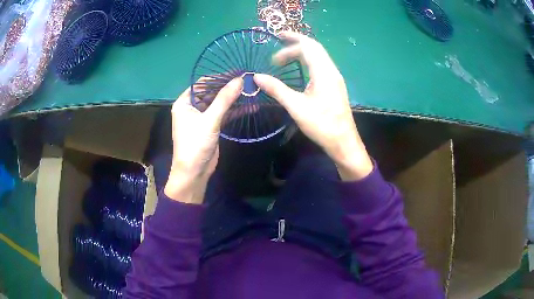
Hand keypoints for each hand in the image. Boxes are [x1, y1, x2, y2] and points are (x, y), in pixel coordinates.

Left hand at [164, 77, 242, 203]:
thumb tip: (240, 79)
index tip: (238, 73)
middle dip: (229, 88)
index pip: (202, 83)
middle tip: (248, 81)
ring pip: (219, 103)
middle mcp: (192, 107)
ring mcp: (202, 117)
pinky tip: (251, 106)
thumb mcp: (210, 120)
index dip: (220, 77)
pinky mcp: (211, 126)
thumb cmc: (196, 144)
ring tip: (252, 91)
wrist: (194, 172)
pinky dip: (235, 111)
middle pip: (212, 92)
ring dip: (234, 99)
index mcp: (185, 102)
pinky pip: (224, 114)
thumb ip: (225, 99)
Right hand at [254, 32, 372, 180]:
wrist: (343, 142)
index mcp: (324, 72)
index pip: (306, 48)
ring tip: (286, 53)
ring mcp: (335, 77)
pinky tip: (300, 67)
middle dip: (296, 41)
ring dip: (303, 50)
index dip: (288, 47)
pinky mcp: (335, 85)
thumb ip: (276, 89)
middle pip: (314, 47)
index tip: (272, 58)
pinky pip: (321, 64)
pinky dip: (308, 59)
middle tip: (280, 39)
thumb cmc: (321, 125)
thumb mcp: (296, 107)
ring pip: (319, 55)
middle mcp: (332, 70)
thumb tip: (256, 77)